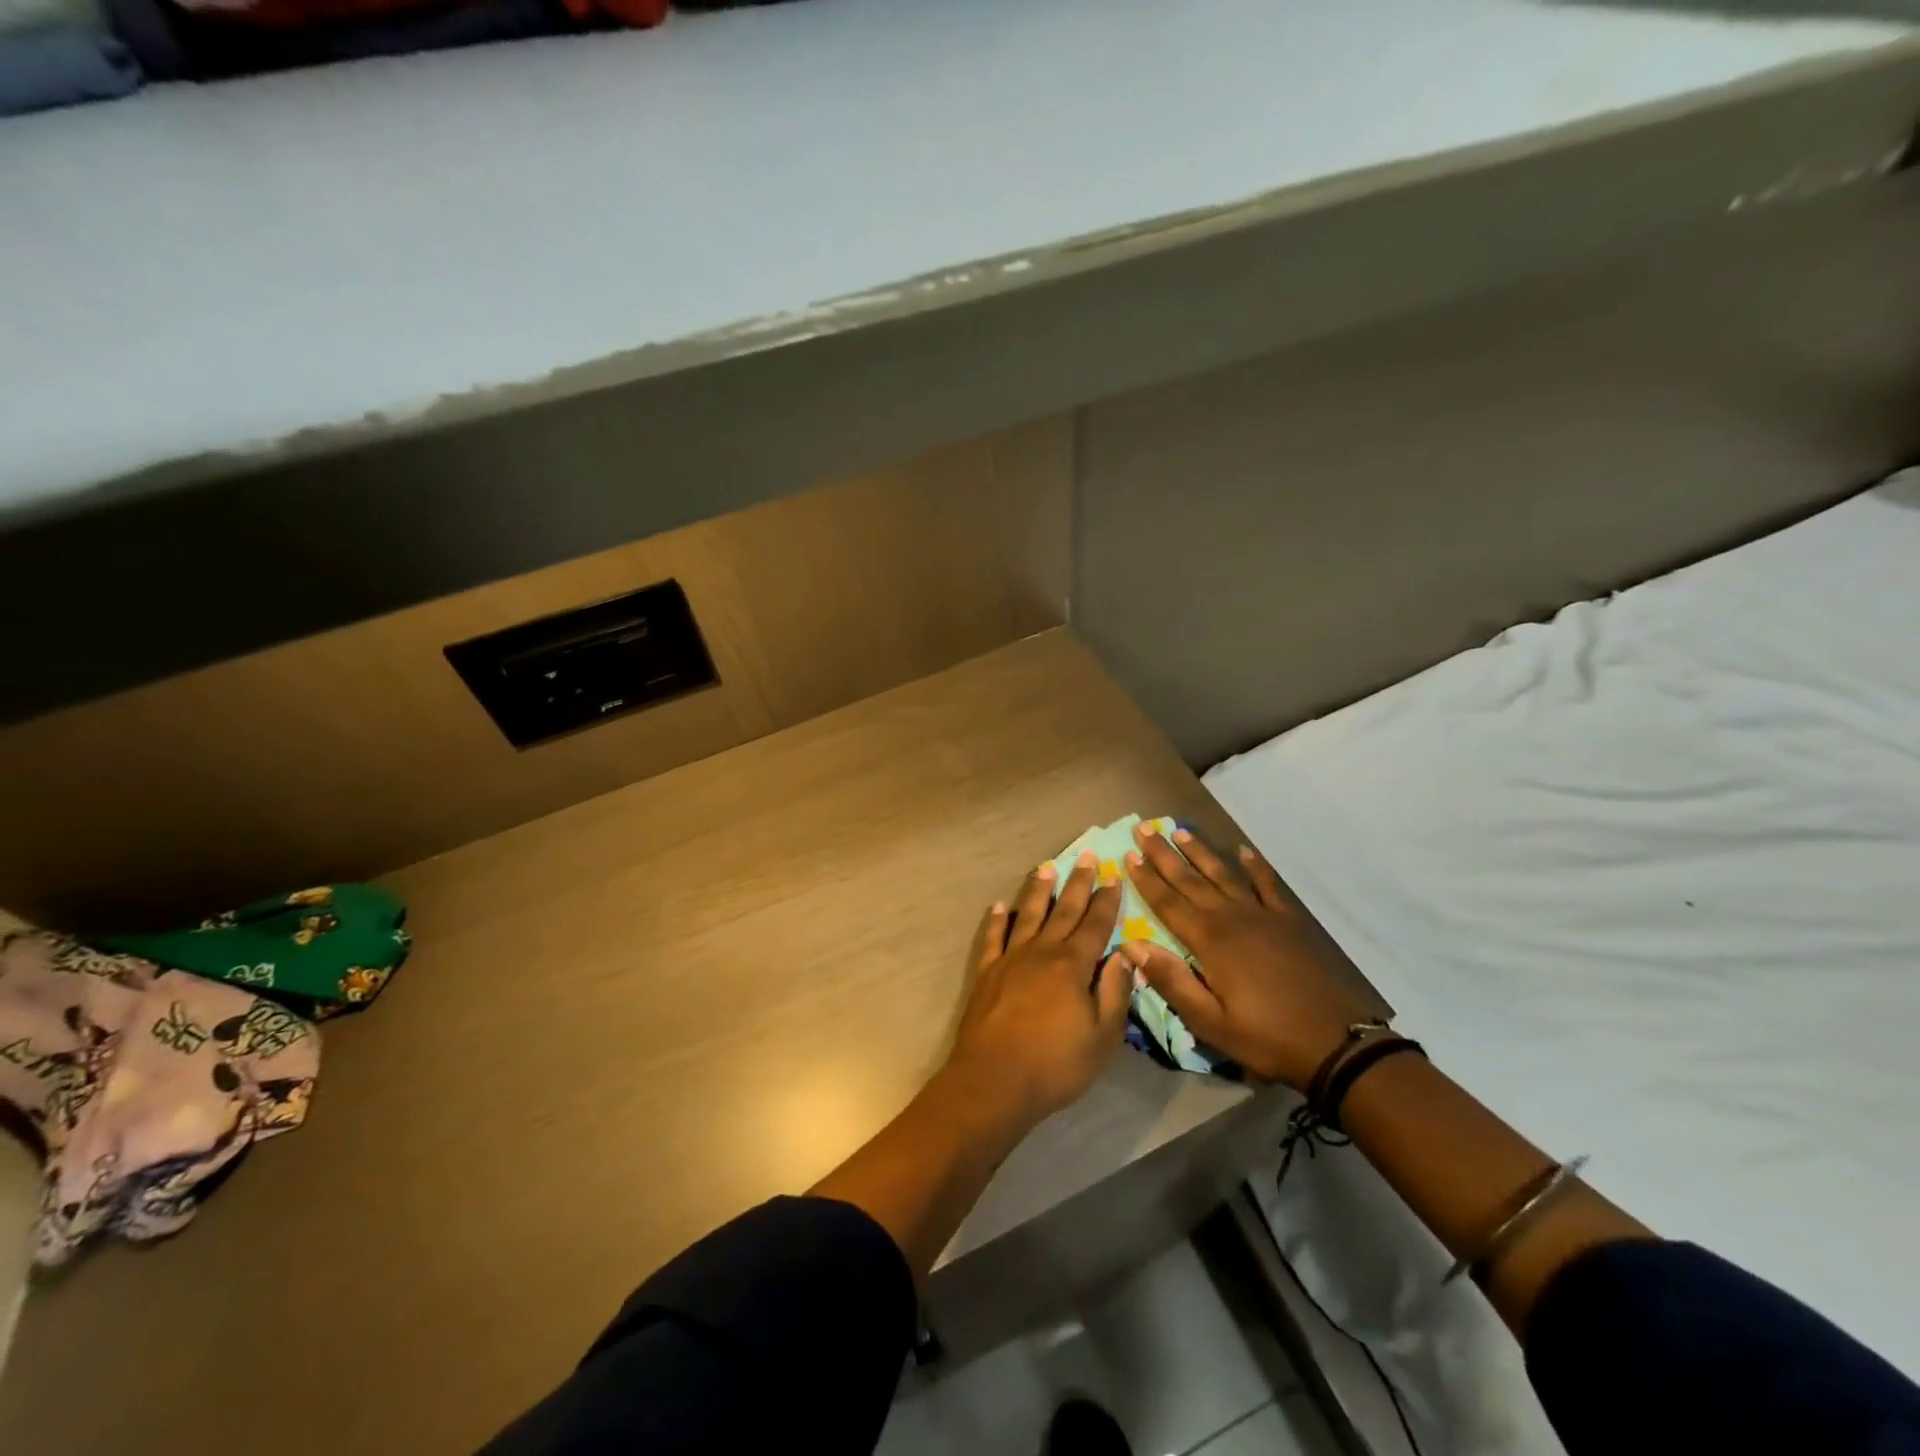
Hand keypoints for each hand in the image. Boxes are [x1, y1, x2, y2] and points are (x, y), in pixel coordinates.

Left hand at [946, 852, 1131, 1124]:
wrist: (994, 1081)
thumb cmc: (1056, 1065)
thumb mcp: (1103, 1037)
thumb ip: (1115, 992)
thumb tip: (1126, 954)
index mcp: (1072, 965)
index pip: (1095, 925)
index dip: (1106, 901)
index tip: (1113, 877)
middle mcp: (1042, 952)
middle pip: (1063, 910)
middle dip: (1077, 883)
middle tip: (1085, 855)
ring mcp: (1010, 959)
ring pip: (1028, 914)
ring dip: (1038, 890)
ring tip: (1046, 866)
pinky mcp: (987, 973)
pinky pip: (992, 937)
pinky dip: (997, 919)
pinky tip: (1000, 905)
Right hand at [1122, 825, 1378, 1089]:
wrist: (1337, 1043)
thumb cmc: (1266, 1037)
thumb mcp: (1210, 1022)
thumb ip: (1170, 980)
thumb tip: (1131, 944)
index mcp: (1209, 940)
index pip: (1168, 902)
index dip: (1146, 879)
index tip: (1128, 854)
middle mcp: (1232, 917)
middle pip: (1190, 879)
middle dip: (1164, 854)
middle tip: (1144, 828)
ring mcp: (1264, 915)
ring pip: (1224, 874)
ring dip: (1200, 852)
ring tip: (1180, 831)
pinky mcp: (1290, 921)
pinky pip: (1268, 885)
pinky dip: (1256, 867)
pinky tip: (1245, 852)